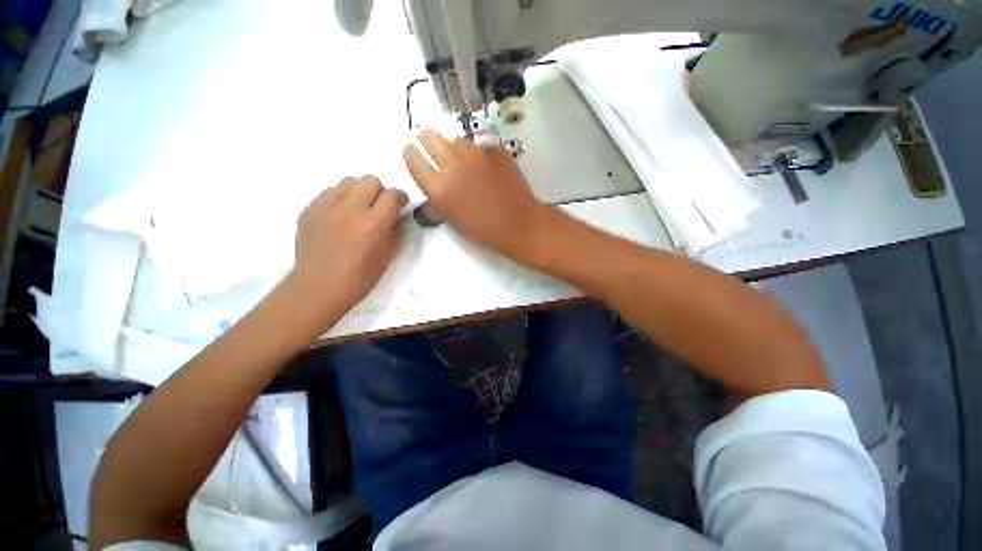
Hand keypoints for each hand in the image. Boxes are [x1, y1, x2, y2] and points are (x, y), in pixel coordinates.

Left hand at [292, 175, 407, 311]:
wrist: (319, 287)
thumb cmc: (360, 278)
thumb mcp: (388, 257)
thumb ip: (395, 233)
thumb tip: (397, 218)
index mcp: (374, 223)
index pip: (393, 194)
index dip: (400, 198)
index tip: (399, 206)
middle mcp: (351, 208)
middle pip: (370, 180)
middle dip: (379, 192)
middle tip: (377, 209)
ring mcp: (327, 207)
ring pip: (348, 181)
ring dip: (358, 192)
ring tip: (356, 211)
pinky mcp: (309, 209)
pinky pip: (329, 192)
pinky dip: (339, 199)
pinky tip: (338, 218)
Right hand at [403, 129, 547, 256]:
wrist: (519, 224)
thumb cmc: (485, 230)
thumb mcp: (453, 219)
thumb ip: (439, 198)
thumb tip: (435, 184)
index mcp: (439, 188)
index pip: (414, 161)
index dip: (410, 153)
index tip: (410, 149)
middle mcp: (453, 166)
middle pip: (430, 139)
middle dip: (424, 137)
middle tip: (424, 136)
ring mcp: (475, 154)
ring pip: (454, 138)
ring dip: (450, 142)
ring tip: (454, 149)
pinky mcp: (494, 149)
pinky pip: (477, 143)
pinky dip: (473, 149)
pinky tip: (479, 159)